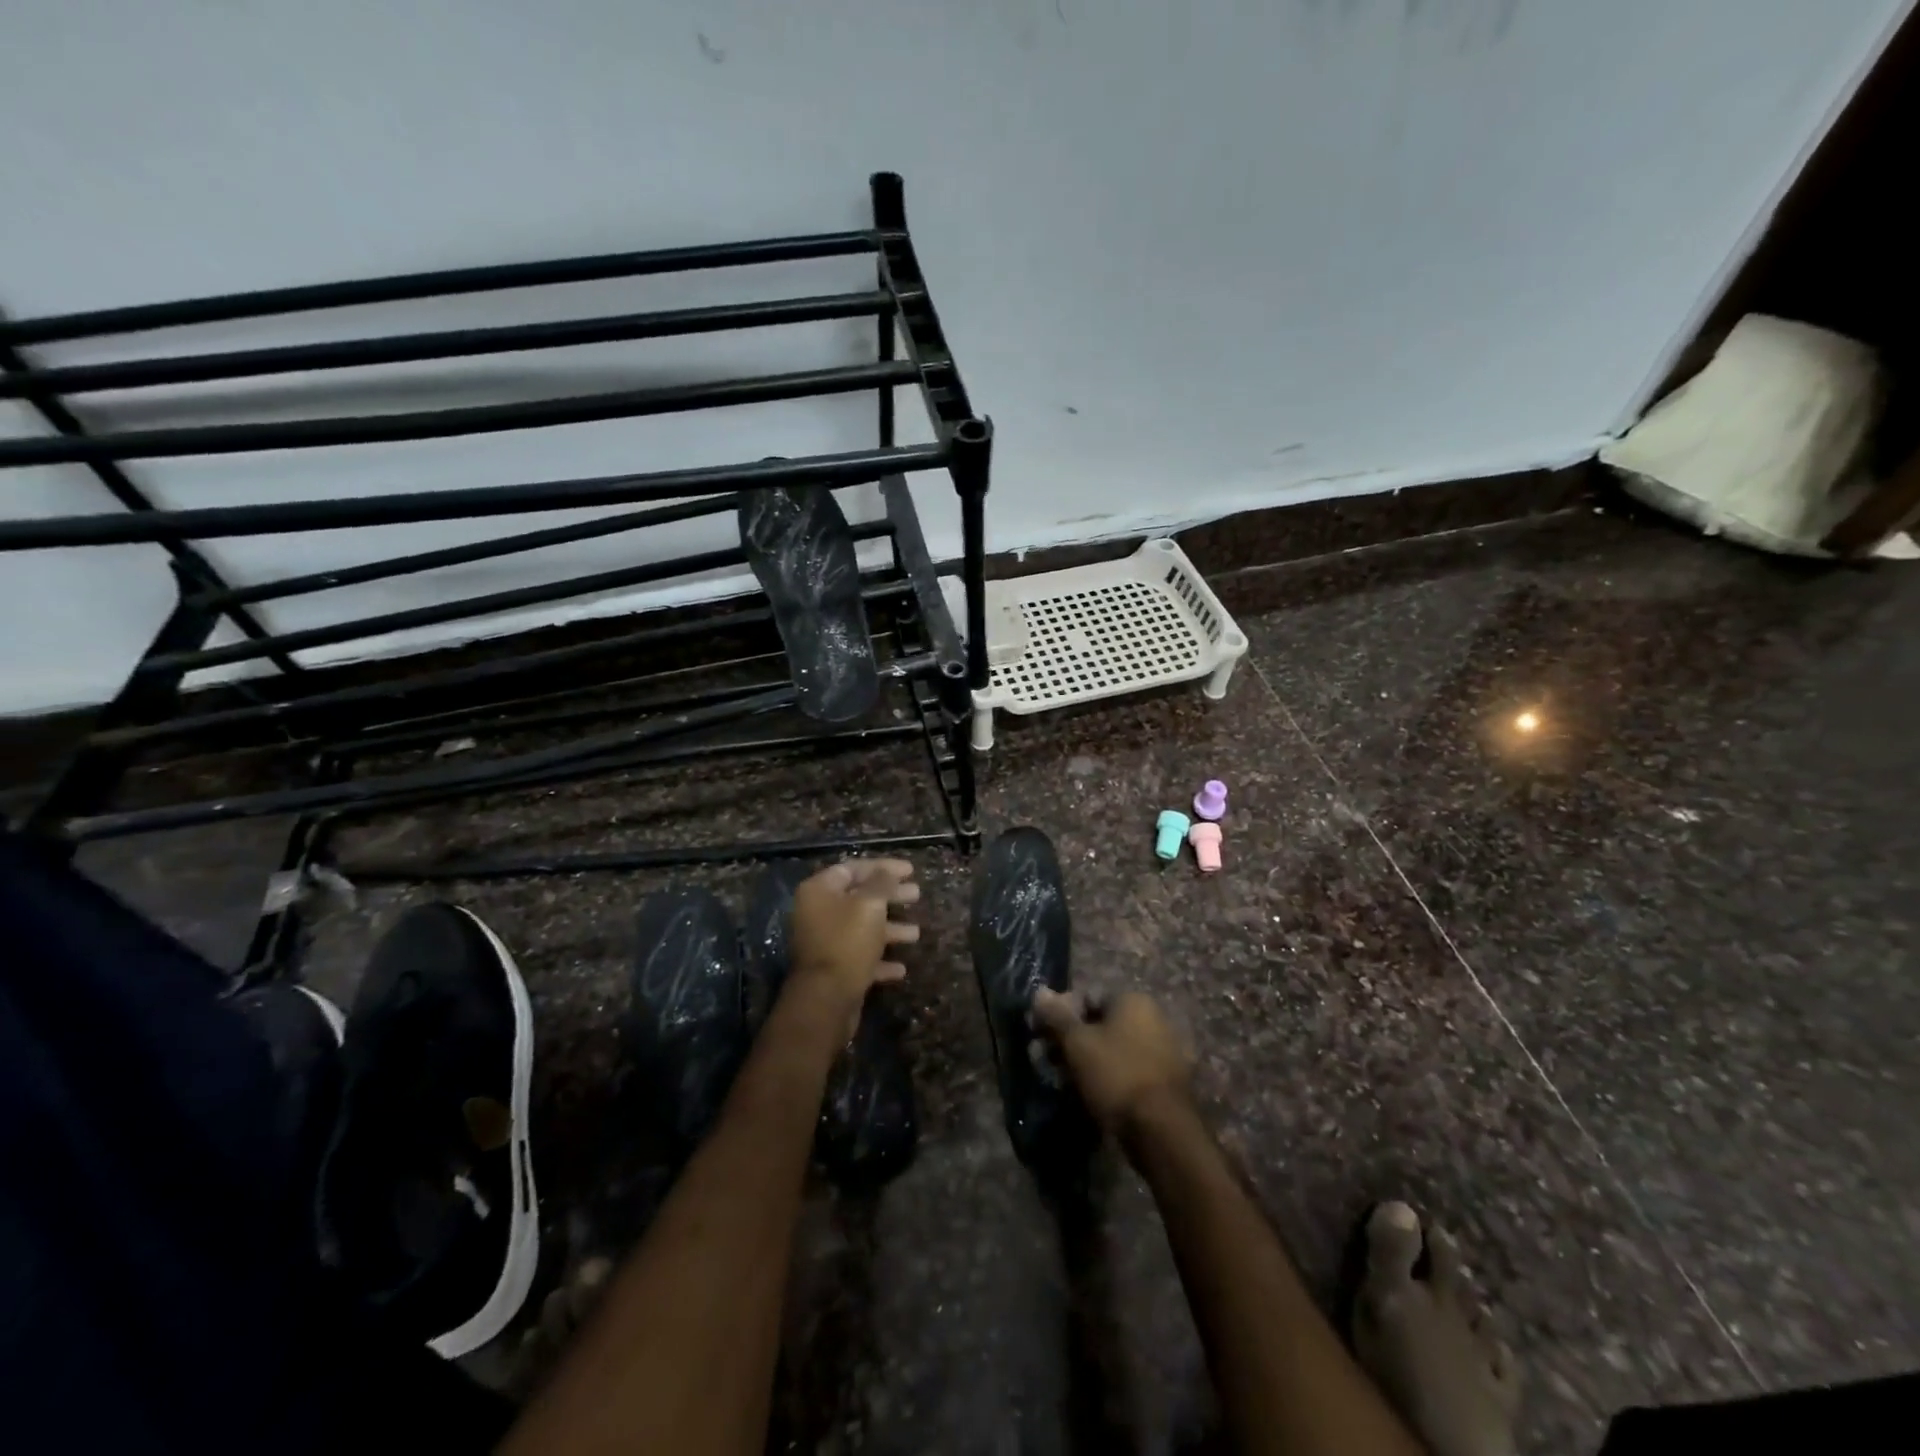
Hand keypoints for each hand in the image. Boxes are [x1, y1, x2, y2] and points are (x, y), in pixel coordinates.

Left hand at [788, 858, 919, 1037]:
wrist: (826, 999)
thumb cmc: (848, 942)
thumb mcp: (870, 905)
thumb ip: (881, 883)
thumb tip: (887, 872)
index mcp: (819, 891)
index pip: (854, 868)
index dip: (884, 867)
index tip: (911, 870)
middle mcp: (817, 913)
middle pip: (859, 897)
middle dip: (890, 896)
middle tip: (917, 894)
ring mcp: (824, 942)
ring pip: (862, 928)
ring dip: (890, 929)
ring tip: (916, 933)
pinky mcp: (833, 969)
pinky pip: (860, 956)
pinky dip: (880, 959)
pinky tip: (901, 967)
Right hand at [1031, 987, 1192, 1136]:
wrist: (1163, 1131)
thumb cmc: (1116, 1075)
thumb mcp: (1077, 1043)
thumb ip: (1056, 1016)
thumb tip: (1040, 992)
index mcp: (1134, 1000)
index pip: (1086, 998)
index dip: (1059, 1016)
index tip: (1042, 1037)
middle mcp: (1153, 1018)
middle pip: (1100, 1024)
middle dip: (1071, 1041)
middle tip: (1048, 1062)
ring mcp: (1163, 1050)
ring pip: (1112, 1049)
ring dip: (1086, 1061)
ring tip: (1064, 1083)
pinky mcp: (1165, 1081)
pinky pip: (1127, 1070)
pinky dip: (1107, 1077)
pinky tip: (1090, 1095)